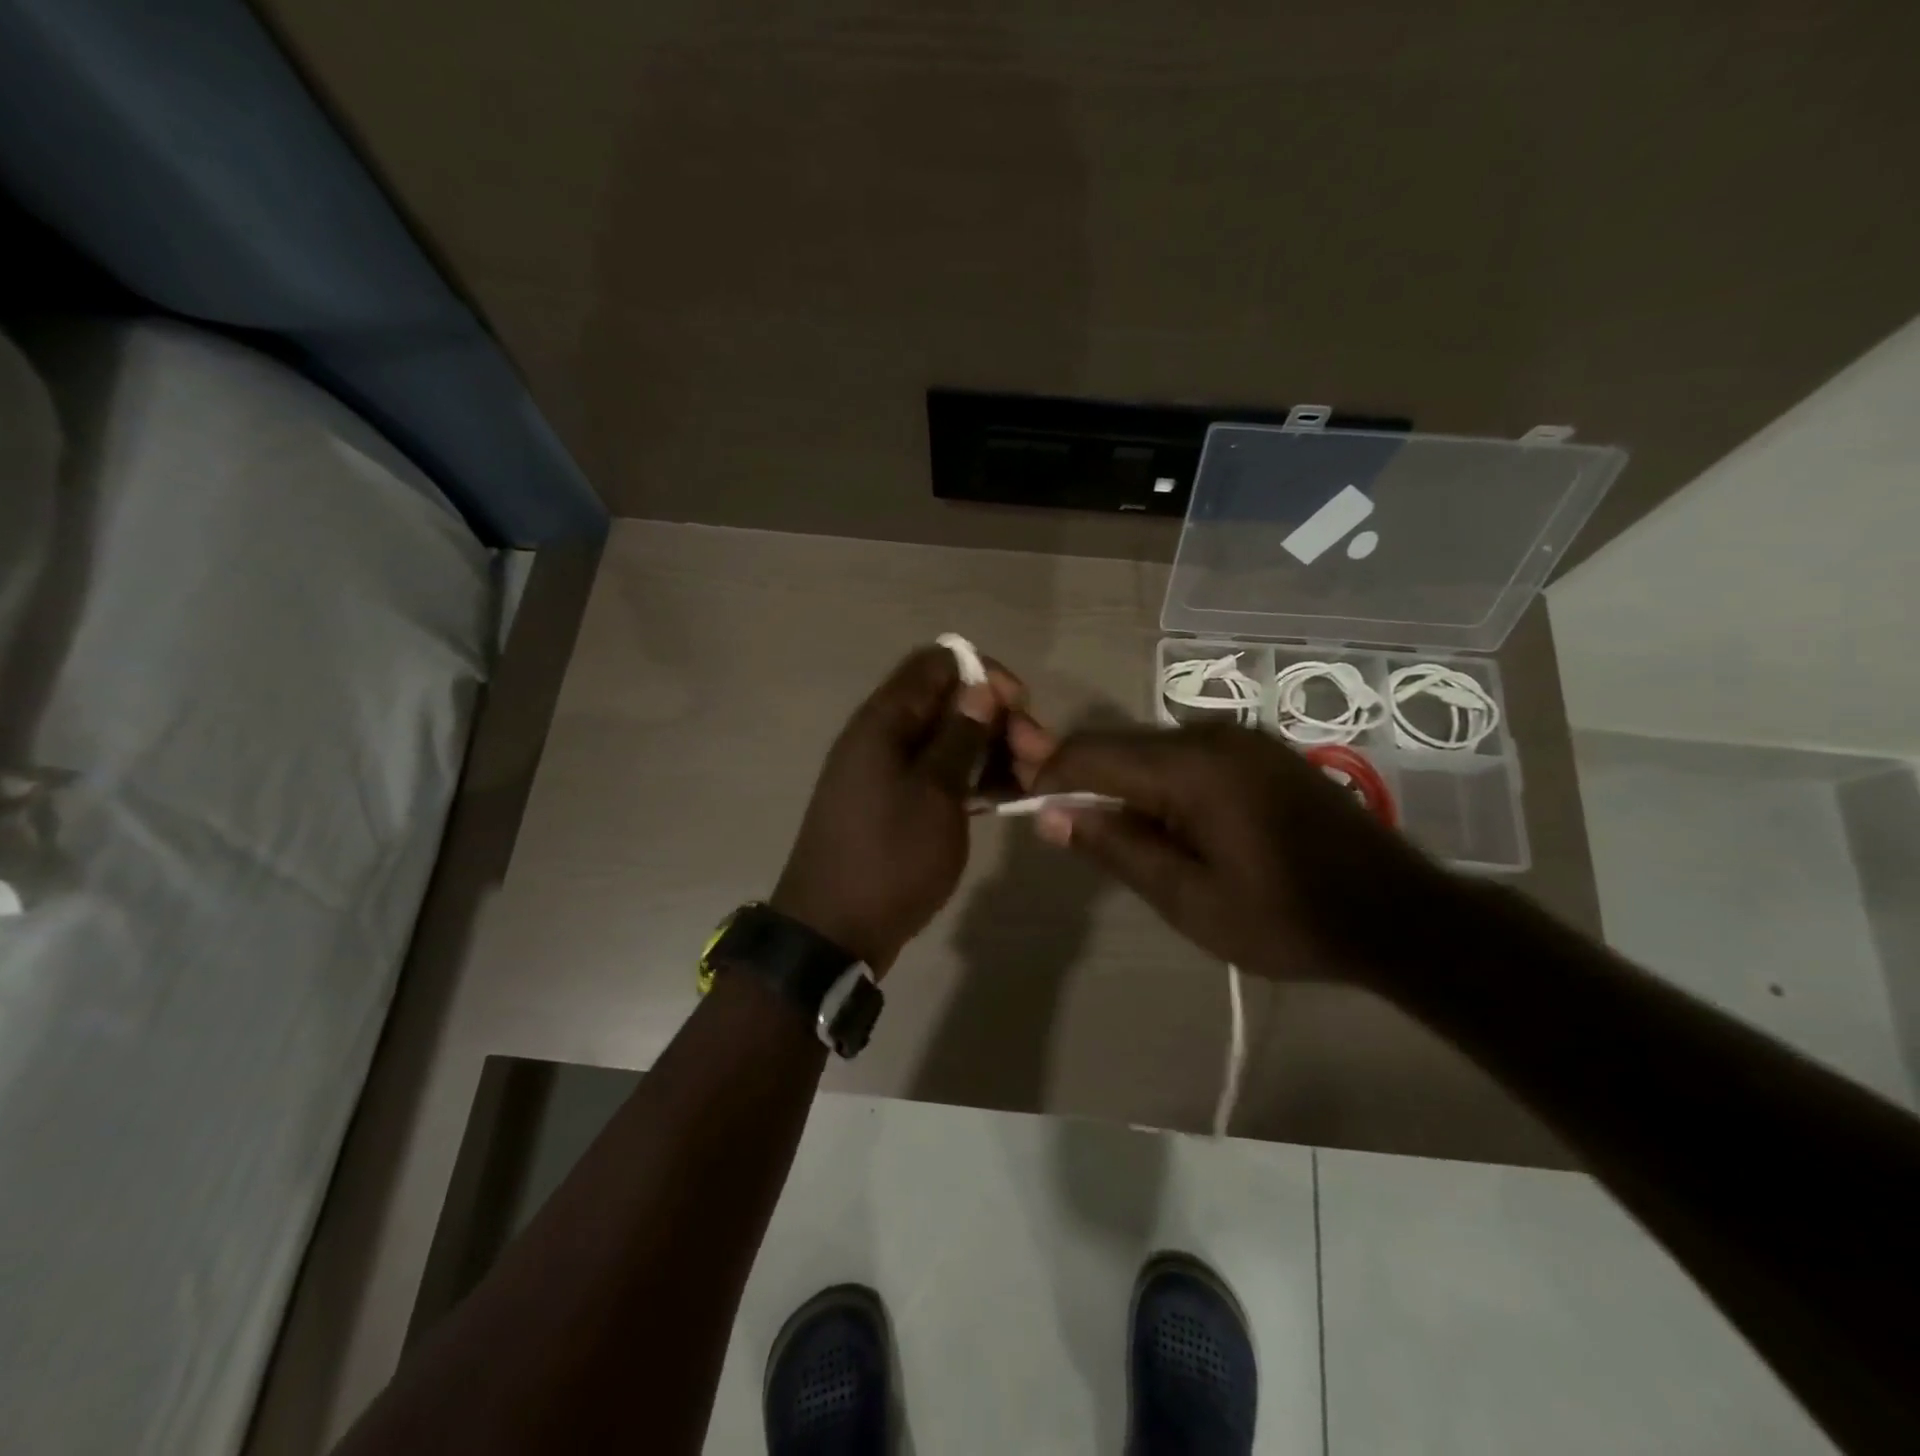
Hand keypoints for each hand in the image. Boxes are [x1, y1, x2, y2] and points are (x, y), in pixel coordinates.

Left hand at [771, 645, 1022, 973]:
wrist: (834, 932)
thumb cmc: (889, 858)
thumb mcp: (935, 795)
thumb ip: (960, 737)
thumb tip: (982, 687)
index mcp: (883, 721)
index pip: (937, 663)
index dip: (983, 675)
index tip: (1021, 705)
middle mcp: (881, 736)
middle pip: (946, 702)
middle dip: (996, 719)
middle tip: (1037, 755)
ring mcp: (885, 772)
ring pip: (946, 740)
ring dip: (988, 751)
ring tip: (1029, 781)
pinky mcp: (893, 804)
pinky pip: (937, 773)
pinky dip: (969, 778)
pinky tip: (1004, 798)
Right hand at [1013, 720, 1447, 981]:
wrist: (1400, 916)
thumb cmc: (1287, 918)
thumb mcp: (1189, 900)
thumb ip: (1116, 848)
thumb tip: (1049, 815)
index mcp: (1191, 767)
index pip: (1092, 753)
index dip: (1049, 774)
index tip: (1026, 807)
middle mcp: (1212, 735)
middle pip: (1121, 745)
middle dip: (1085, 781)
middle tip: (1073, 833)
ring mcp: (1243, 738)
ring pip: (1153, 748)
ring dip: (1126, 784)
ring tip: (1129, 840)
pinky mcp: (1262, 750)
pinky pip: (1189, 754)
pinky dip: (1163, 782)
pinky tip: (1177, 825)